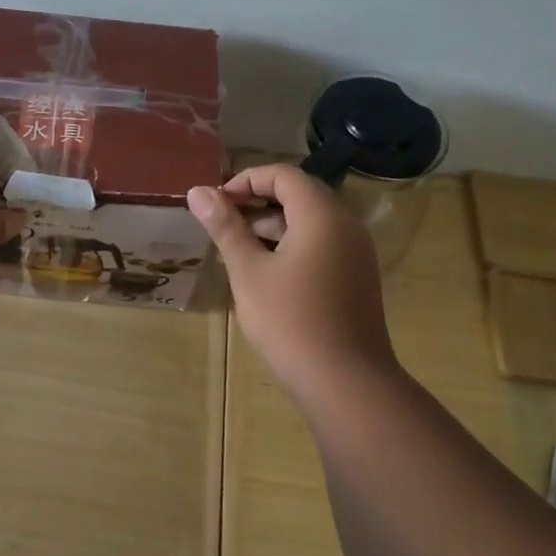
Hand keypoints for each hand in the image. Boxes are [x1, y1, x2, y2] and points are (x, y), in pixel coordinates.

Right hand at [188, 165, 395, 397]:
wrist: (345, 381)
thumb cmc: (289, 321)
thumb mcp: (248, 272)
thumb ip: (225, 227)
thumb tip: (198, 191)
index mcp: (322, 216)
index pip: (284, 175)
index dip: (246, 180)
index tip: (216, 204)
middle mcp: (346, 226)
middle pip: (299, 195)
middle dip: (257, 202)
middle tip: (222, 224)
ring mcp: (356, 253)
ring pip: (310, 222)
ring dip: (273, 225)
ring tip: (237, 248)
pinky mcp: (357, 277)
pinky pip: (322, 245)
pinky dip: (292, 245)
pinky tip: (265, 272)